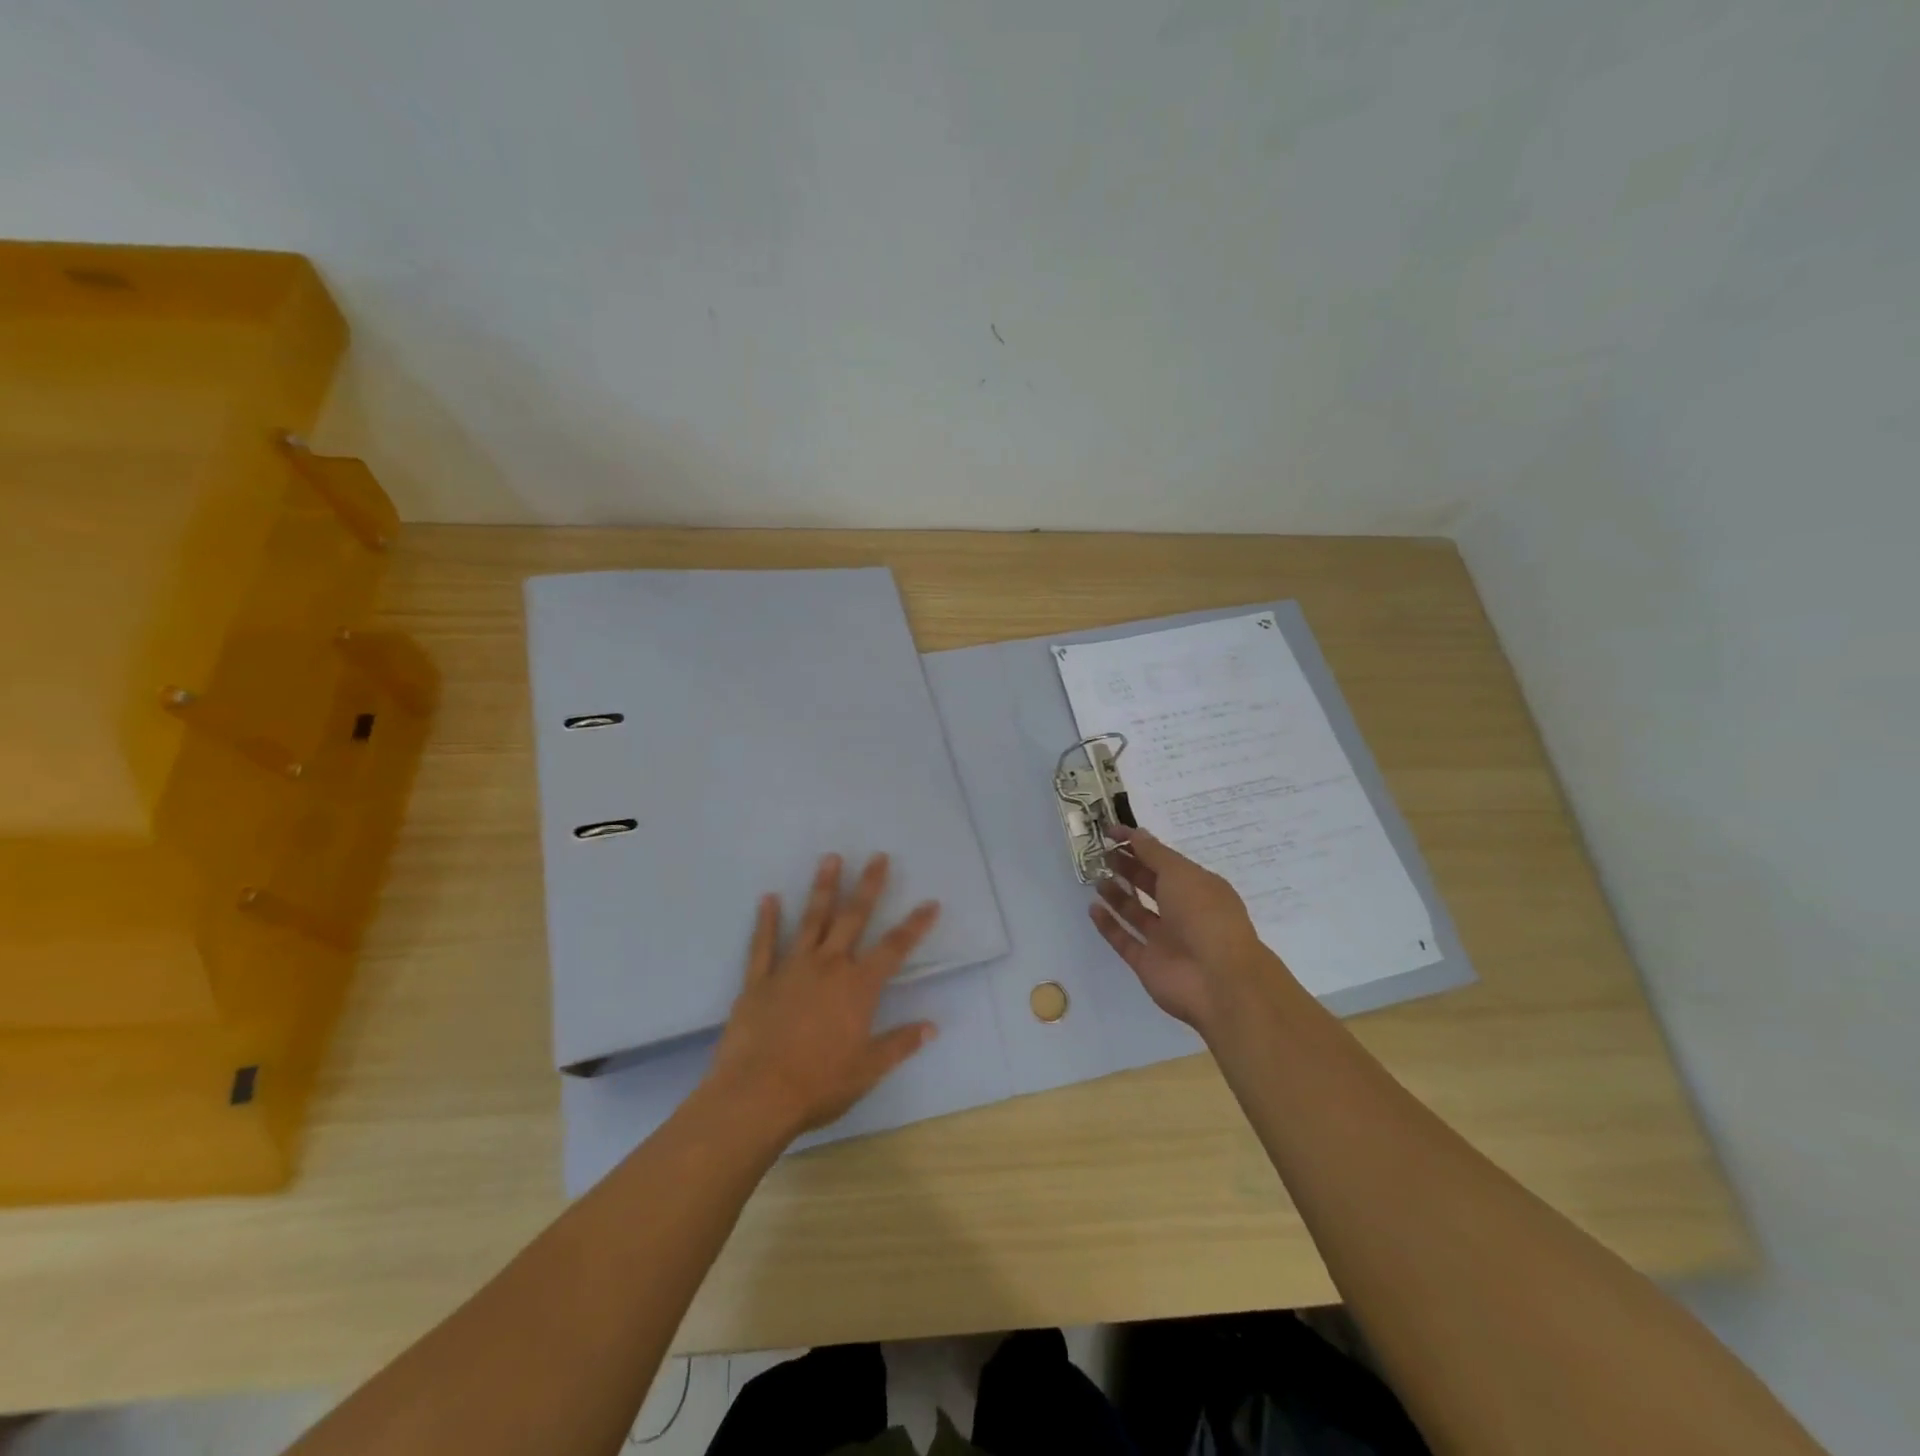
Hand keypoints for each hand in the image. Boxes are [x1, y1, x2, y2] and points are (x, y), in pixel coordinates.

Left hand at [705, 853, 939, 1143]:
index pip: (895, 948)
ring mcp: (791, 969)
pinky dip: (766, 920)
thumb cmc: (819, 1084)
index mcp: (858, 987)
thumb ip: (899, 1044)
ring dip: (822, 888)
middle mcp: (828, 967)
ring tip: (830, 858)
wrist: (757, 1095)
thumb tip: (932, 1027)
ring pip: (811, 920)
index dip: (915, 924)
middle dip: (868, 886)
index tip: (931, 902)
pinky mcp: (759, 980)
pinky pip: (763, 944)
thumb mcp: (868, 1069)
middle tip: (877, 856)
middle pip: (853, 918)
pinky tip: (768, 898)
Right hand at [1088, 824, 1274, 1031]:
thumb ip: (1153, 853)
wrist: (1217, 981)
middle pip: (1150, 885)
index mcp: (1198, 887)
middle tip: (1101, 853)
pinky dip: (1109, 925)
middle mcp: (1183, 912)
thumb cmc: (1203, 915)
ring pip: (1137, 913)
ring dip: (1117, 895)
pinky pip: (1124, 940)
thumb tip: (1135, 832)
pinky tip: (1093, 908)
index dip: (1139, 845)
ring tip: (1096, 878)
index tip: (1111, 832)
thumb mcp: (1180, 873)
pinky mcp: (1148, 963)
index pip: (1164, 861)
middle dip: (1127, 868)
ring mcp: (1166, 939)